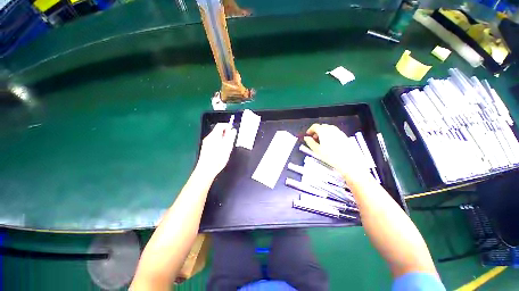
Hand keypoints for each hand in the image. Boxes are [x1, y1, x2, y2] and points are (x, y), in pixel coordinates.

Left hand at [196, 123, 236, 177]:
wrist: (206, 170)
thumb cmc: (218, 158)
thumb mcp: (227, 147)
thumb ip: (230, 137)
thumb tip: (233, 130)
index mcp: (214, 135)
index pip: (220, 125)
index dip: (228, 126)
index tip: (233, 131)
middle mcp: (208, 137)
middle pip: (218, 130)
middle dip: (226, 133)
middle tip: (232, 139)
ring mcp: (206, 143)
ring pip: (216, 136)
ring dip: (223, 138)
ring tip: (227, 146)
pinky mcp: (205, 148)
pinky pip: (213, 141)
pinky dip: (219, 143)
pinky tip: (221, 150)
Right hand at [303, 124, 369, 181]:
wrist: (348, 161)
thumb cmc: (330, 156)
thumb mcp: (317, 150)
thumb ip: (310, 142)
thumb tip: (306, 138)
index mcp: (323, 131)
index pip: (315, 126)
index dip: (310, 130)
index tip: (308, 135)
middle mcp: (331, 129)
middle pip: (322, 126)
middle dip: (317, 131)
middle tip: (314, 138)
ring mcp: (338, 131)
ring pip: (328, 128)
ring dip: (323, 132)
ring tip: (322, 141)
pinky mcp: (344, 135)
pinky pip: (334, 132)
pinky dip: (329, 134)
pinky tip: (330, 142)